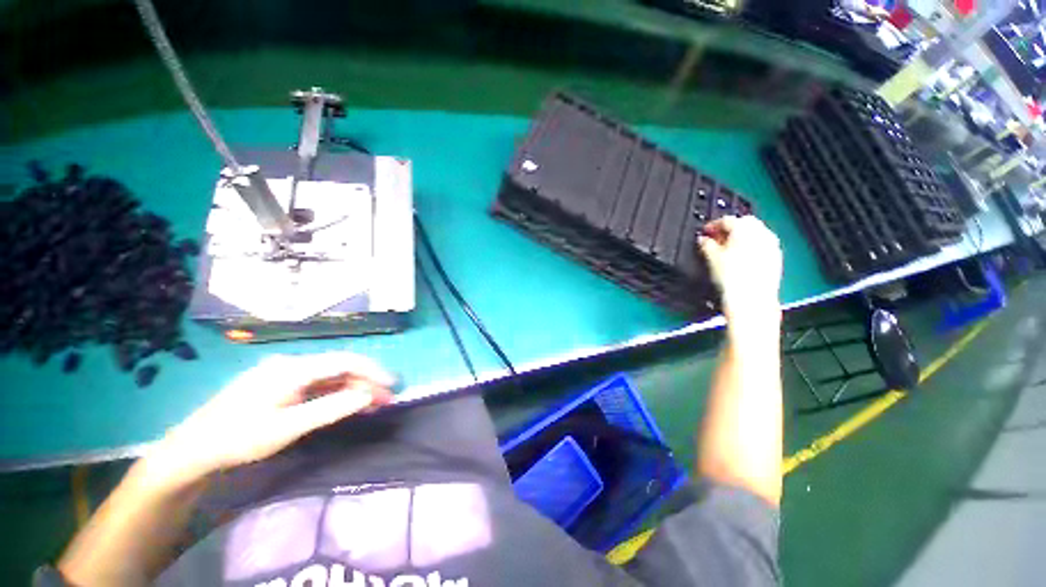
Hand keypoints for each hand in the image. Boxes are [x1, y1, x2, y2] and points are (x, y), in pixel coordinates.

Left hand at [146, 352, 394, 485]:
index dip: (372, 370)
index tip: (391, 385)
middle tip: (386, 399)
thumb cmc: (238, 439)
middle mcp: (292, 364)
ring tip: (373, 403)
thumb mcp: (286, 428)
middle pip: (340, 367)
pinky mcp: (282, 385)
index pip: (343, 361)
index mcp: (292, 368)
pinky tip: (348, 403)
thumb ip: (330, 408)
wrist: (193, 450)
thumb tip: (367, 395)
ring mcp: (286, 374)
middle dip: (366, 381)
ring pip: (331, 376)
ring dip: (354, 388)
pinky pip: (318, 384)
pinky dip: (337, 393)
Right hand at [698, 216, 782, 327]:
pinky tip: (741, 258)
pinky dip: (751, 247)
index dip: (712, 225)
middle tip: (716, 239)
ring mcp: (771, 245)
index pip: (726, 220)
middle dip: (730, 229)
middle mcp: (762, 233)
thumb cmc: (732, 279)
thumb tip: (703, 240)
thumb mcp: (711, 258)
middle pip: (744, 223)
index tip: (705, 232)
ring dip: (741, 237)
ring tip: (727, 249)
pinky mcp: (776, 258)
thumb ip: (706, 244)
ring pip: (755, 233)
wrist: (751, 299)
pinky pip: (762, 245)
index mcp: (745, 228)